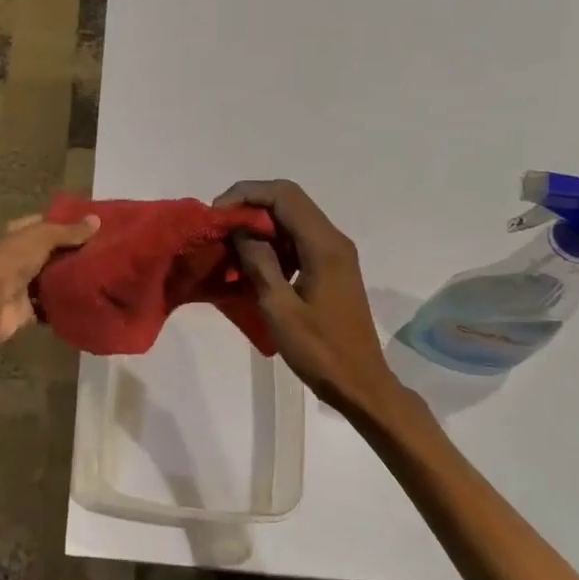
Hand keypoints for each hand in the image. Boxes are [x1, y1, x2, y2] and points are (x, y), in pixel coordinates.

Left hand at [0, 213, 99, 344]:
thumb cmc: (12, 260)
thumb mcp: (42, 237)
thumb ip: (69, 231)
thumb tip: (97, 220)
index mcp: (17, 234)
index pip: (45, 223)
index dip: (67, 222)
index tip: (94, 225)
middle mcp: (20, 256)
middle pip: (52, 252)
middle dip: (75, 252)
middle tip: (106, 251)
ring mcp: (24, 283)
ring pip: (54, 279)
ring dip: (73, 279)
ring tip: (105, 274)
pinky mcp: (30, 309)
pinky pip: (53, 305)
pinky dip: (67, 304)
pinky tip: (90, 299)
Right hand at [214, 180, 422, 426]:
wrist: (360, 384)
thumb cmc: (319, 350)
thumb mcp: (279, 308)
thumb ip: (258, 262)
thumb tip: (239, 229)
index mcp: (323, 245)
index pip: (283, 195)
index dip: (246, 194)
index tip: (218, 215)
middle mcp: (333, 240)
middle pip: (288, 200)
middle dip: (250, 205)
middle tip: (220, 227)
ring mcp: (335, 253)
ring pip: (292, 218)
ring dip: (260, 224)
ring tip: (230, 246)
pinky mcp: (331, 267)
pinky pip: (298, 239)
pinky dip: (272, 242)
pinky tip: (252, 265)